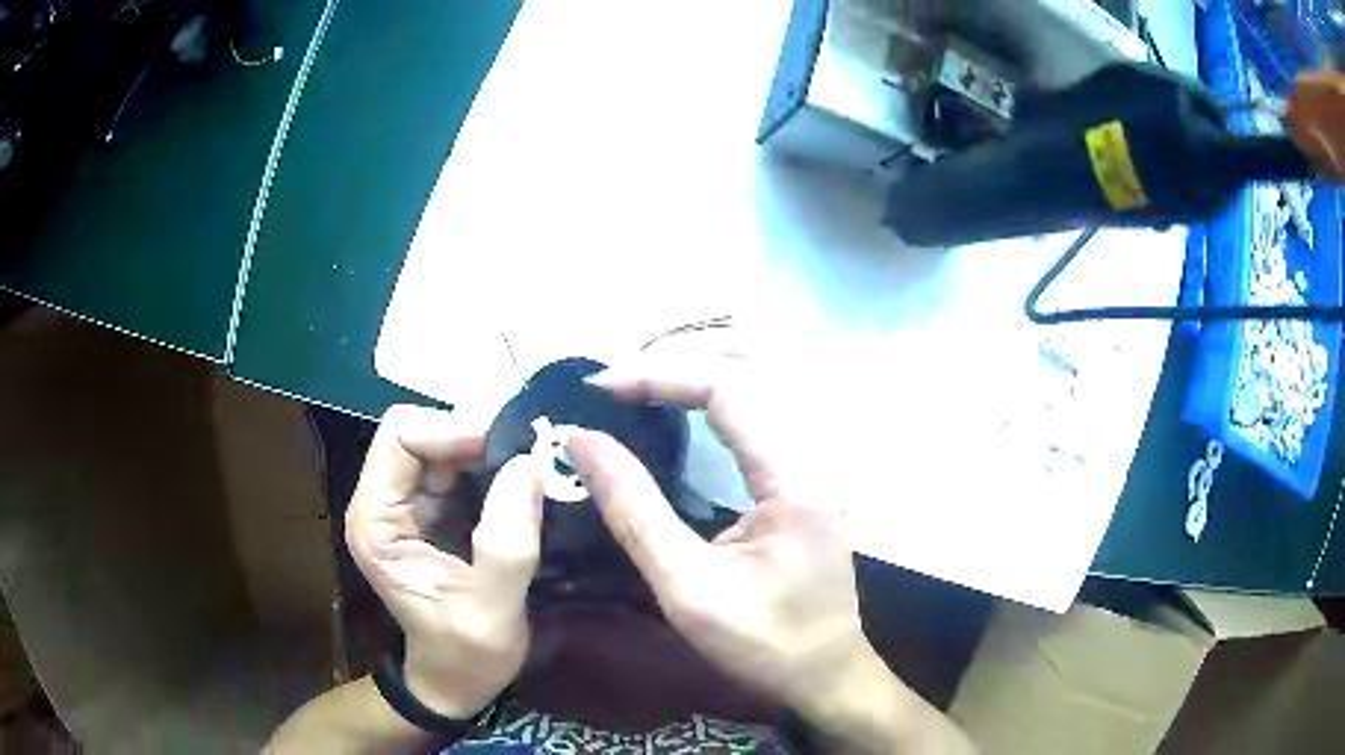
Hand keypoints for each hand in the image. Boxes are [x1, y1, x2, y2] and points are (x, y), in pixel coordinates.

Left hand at [345, 405, 541, 718]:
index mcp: (376, 520)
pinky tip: (527, 486)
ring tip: (537, 469)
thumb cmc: (466, 655)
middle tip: (533, 457)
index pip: (401, 436)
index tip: (508, 454)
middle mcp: (384, 501)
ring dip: (491, 451)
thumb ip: (506, 542)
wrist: (457, 680)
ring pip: (446, 443)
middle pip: (422, 431)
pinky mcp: (434, 509)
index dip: (452, 431)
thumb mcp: (491, 609)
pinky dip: (496, 467)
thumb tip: (529, 465)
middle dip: (477, 437)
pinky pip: (463, 466)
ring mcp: (409, 503)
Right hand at [569, 355, 973, 753]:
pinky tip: (678, 414)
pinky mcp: (804, 483)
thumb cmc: (761, 644)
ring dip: (694, 379)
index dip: (660, 375)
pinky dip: (711, 405)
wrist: (824, 678)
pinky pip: (759, 419)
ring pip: (757, 391)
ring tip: (636, 389)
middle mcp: (813, 459)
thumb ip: (634, 510)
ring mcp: (814, 468)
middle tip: (614, 385)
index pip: (729, 389)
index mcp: (796, 479)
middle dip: (675, 368)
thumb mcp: (686, 586)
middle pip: (747, 376)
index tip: (601, 388)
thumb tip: (581, 441)